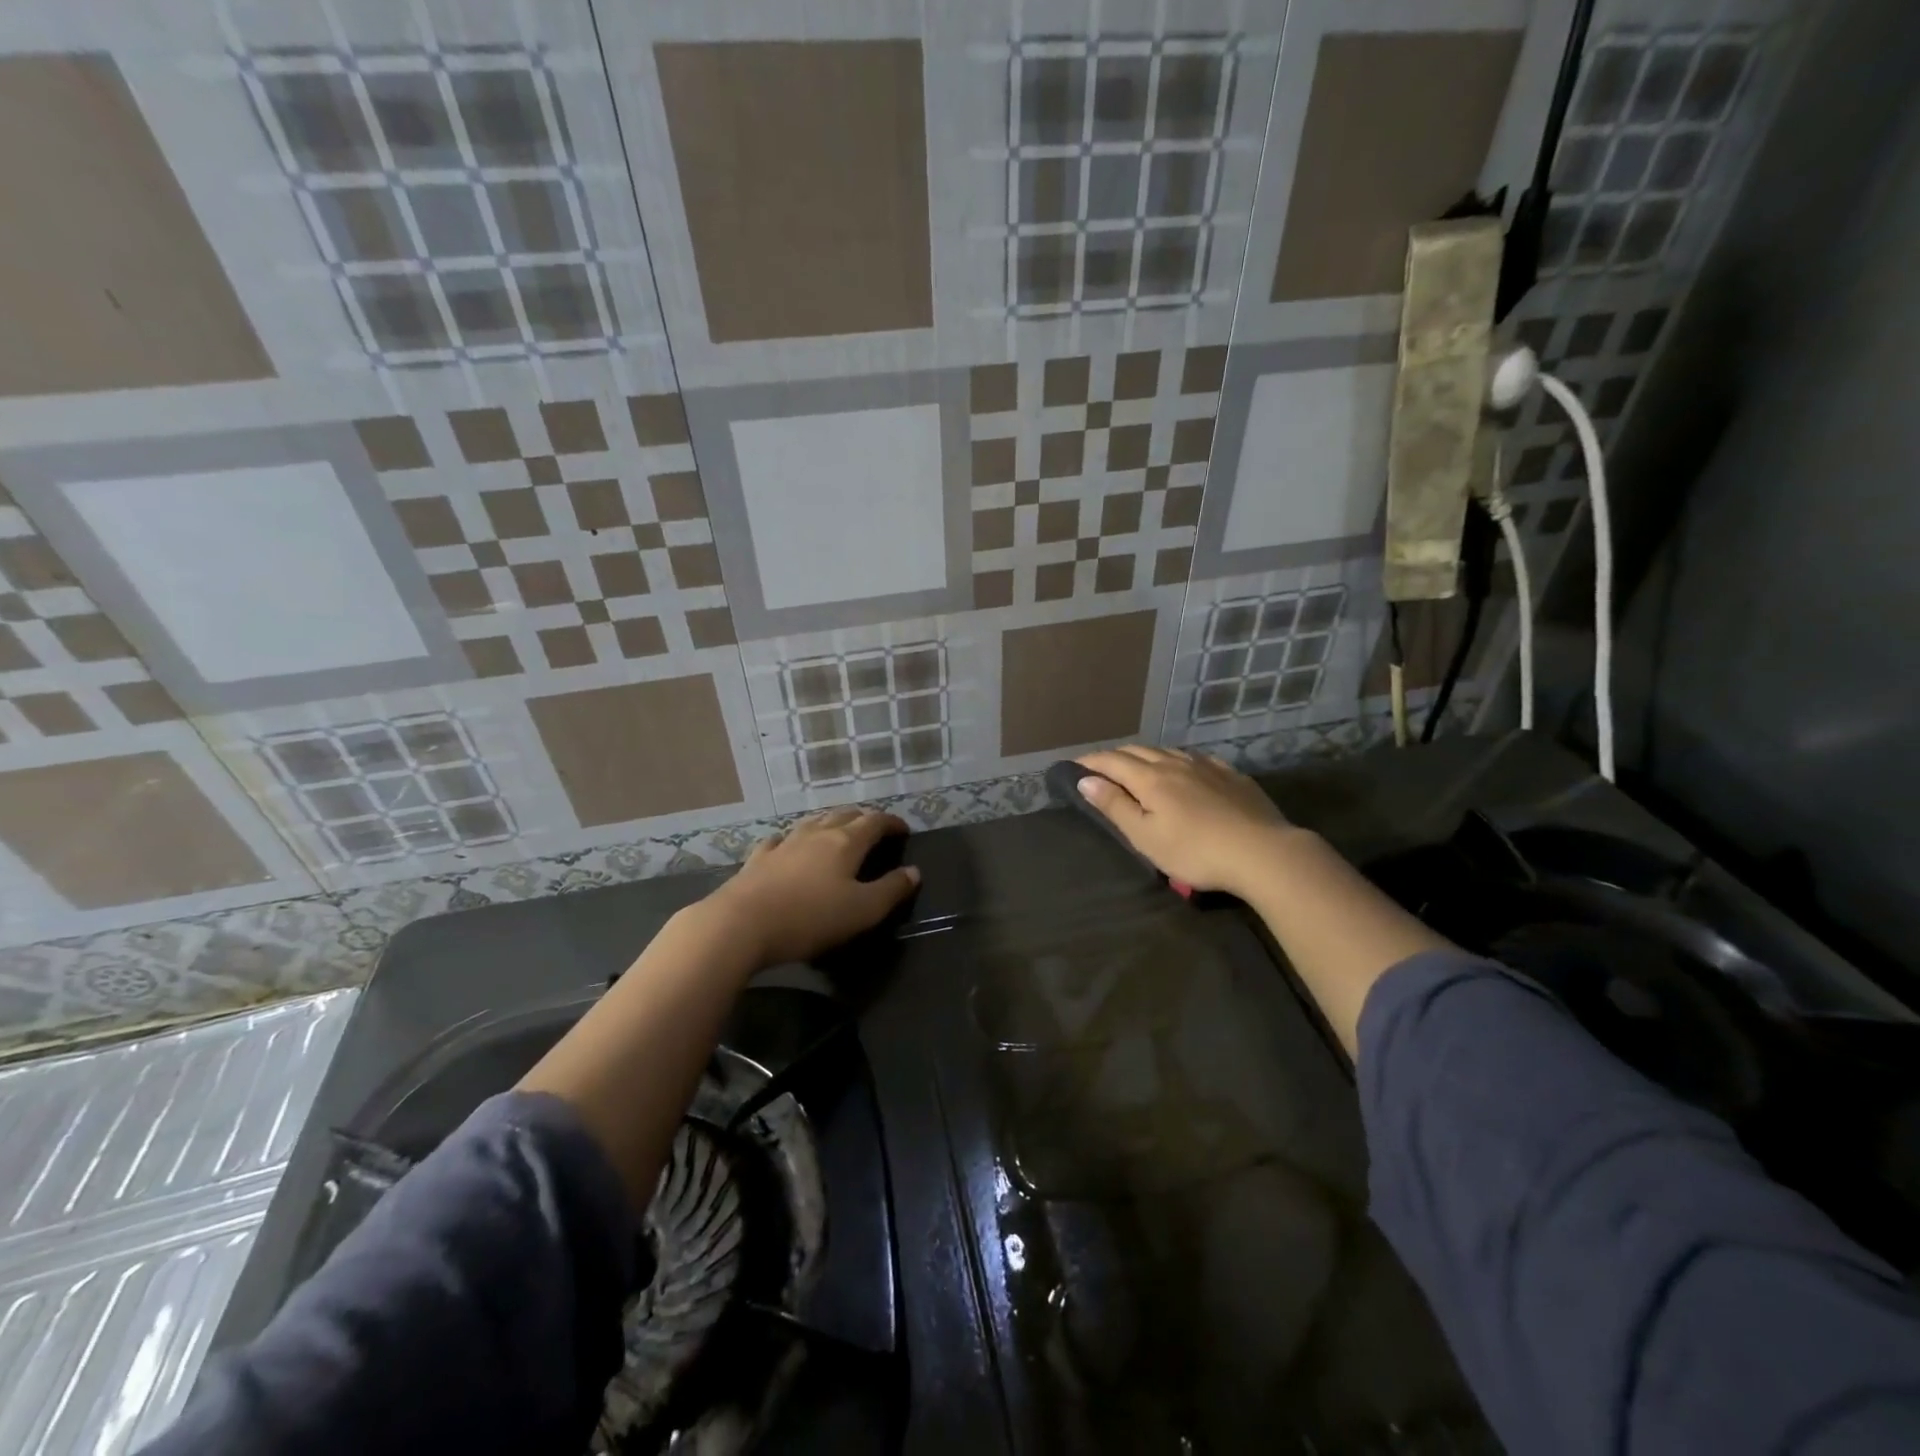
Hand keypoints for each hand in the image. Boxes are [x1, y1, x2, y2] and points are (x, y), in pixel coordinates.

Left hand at [704, 808, 919, 966]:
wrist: (741, 924)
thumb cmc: (810, 918)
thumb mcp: (862, 910)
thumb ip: (891, 890)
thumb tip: (914, 872)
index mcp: (846, 842)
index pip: (875, 821)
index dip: (892, 823)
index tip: (903, 830)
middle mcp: (816, 834)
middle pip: (844, 815)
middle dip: (863, 818)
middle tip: (874, 829)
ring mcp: (784, 843)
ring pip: (812, 822)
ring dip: (830, 821)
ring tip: (838, 829)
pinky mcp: (758, 859)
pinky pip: (780, 839)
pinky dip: (793, 838)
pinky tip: (787, 844)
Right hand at [1074, 746, 1299, 899]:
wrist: (1263, 852)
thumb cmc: (1195, 851)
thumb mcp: (1146, 836)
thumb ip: (1115, 805)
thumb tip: (1085, 780)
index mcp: (1150, 778)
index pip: (1111, 761)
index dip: (1090, 762)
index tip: (1073, 765)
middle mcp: (1175, 763)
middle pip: (1137, 751)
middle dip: (1114, 756)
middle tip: (1099, 767)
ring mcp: (1206, 766)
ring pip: (1167, 751)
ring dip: (1144, 755)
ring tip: (1136, 766)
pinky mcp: (1231, 775)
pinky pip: (1195, 758)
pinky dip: (1176, 760)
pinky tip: (1183, 768)